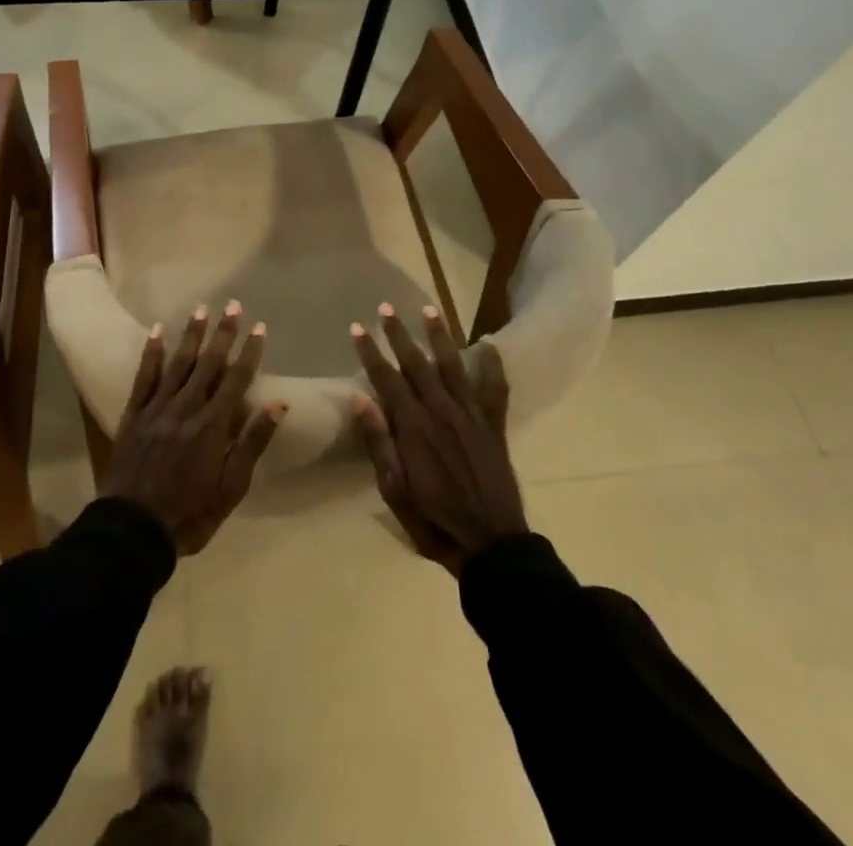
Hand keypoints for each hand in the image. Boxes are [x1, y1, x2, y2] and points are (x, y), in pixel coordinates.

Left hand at [102, 302, 286, 554]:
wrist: (132, 530)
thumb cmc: (190, 514)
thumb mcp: (231, 488)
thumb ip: (252, 444)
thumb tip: (279, 405)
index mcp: (212, 426)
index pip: (236, 380)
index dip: (250, 352)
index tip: (260, 327)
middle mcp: (186, 408)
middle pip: (209, 363)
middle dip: (223, 333)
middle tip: (234, 305)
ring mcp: (157, 408)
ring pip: (178, 363)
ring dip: (192, 335)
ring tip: (202, 309)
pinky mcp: (133, 414)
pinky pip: (143, 376)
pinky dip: (151, 352)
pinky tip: (158, 331)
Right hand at [351, 303, 527, 575]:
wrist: (491, 544)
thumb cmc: (434, 521)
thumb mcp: (395, 491)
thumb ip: (379, 444)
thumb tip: (361, 399)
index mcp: (413, 427)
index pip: (386, 379)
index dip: (370, 352)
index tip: (358, 328)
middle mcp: (441, 411)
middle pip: (416, 363)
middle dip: (399, 334)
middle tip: (386, 308)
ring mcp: (470, 415)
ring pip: (452, 365)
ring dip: (439, 336)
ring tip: (429, 310)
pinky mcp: (493, 425)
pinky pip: (494, 389)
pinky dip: (493, 366)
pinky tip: (489, 345)